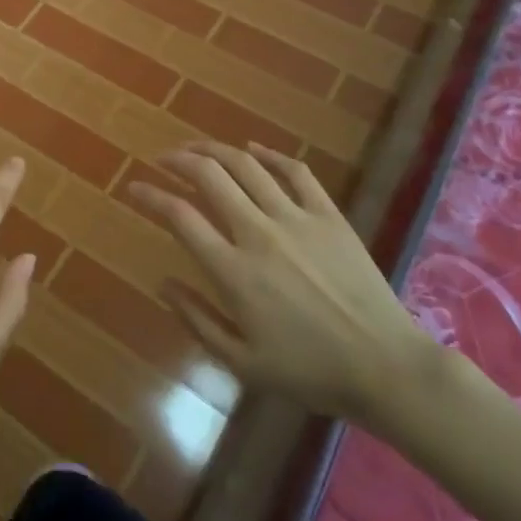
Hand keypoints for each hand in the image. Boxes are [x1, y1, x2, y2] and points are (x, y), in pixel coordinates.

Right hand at [129, 141, 439, 425]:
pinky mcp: (329, 215)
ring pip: (246, 165)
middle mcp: (259, 233)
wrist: (386, 367)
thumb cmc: (310, 371)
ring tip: (196, 148)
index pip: (180, 216)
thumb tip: (162, 283)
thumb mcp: (243, 363)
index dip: (150, 195)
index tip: (134, 187)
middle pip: (208, 176)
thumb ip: (197, 320)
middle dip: (178, 160)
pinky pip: (296, 171)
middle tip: (162, 159)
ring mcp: (297, 218)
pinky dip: (270, 154)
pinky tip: (253, 149)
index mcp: (234, 271)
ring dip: (214, 150)